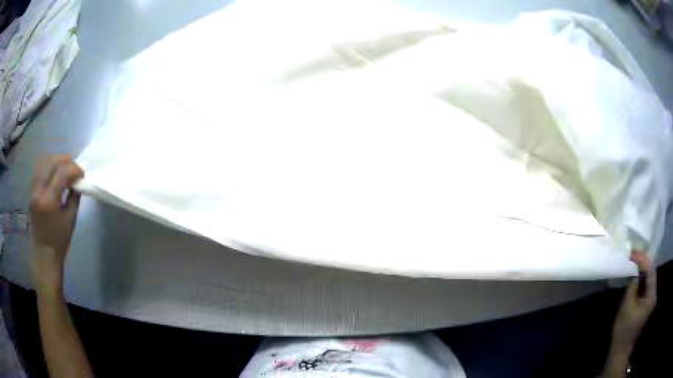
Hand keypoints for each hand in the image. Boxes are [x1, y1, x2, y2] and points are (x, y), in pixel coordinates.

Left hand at [29, 155, 83, 291]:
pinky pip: (40, 169)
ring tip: (65, 167)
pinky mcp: (31, 190)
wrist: (44, 252)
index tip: (82, 174)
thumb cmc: (59, 240)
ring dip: (56, 161)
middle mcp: (38, 191)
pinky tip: (55, 172)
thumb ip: (74, 196)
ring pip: (44, 162)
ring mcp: (33, 189)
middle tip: (74, 168)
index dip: (74, 169)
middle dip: (65, 160)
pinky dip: (49, 166)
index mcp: (48, 200)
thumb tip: (78, 181)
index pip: (62, 172)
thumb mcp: (71, 219)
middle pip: (51, 162)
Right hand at [611, 250, 656, 354]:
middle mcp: (654, 295)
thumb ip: (632, 286)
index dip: (643, 259)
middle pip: (651, 273)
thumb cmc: (624, 331)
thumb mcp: (627, 307)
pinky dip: (641, 281)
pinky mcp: (646, 305)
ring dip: (642, 271)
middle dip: (643, 263)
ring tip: (633, 263)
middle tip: (633, 255)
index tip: (633, 253)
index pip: (650, 270)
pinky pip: (645, 287)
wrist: (621, 351)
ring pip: (648, 280)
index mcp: (652, 296)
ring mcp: (650, 300)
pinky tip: (635, 278)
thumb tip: (634, 273)